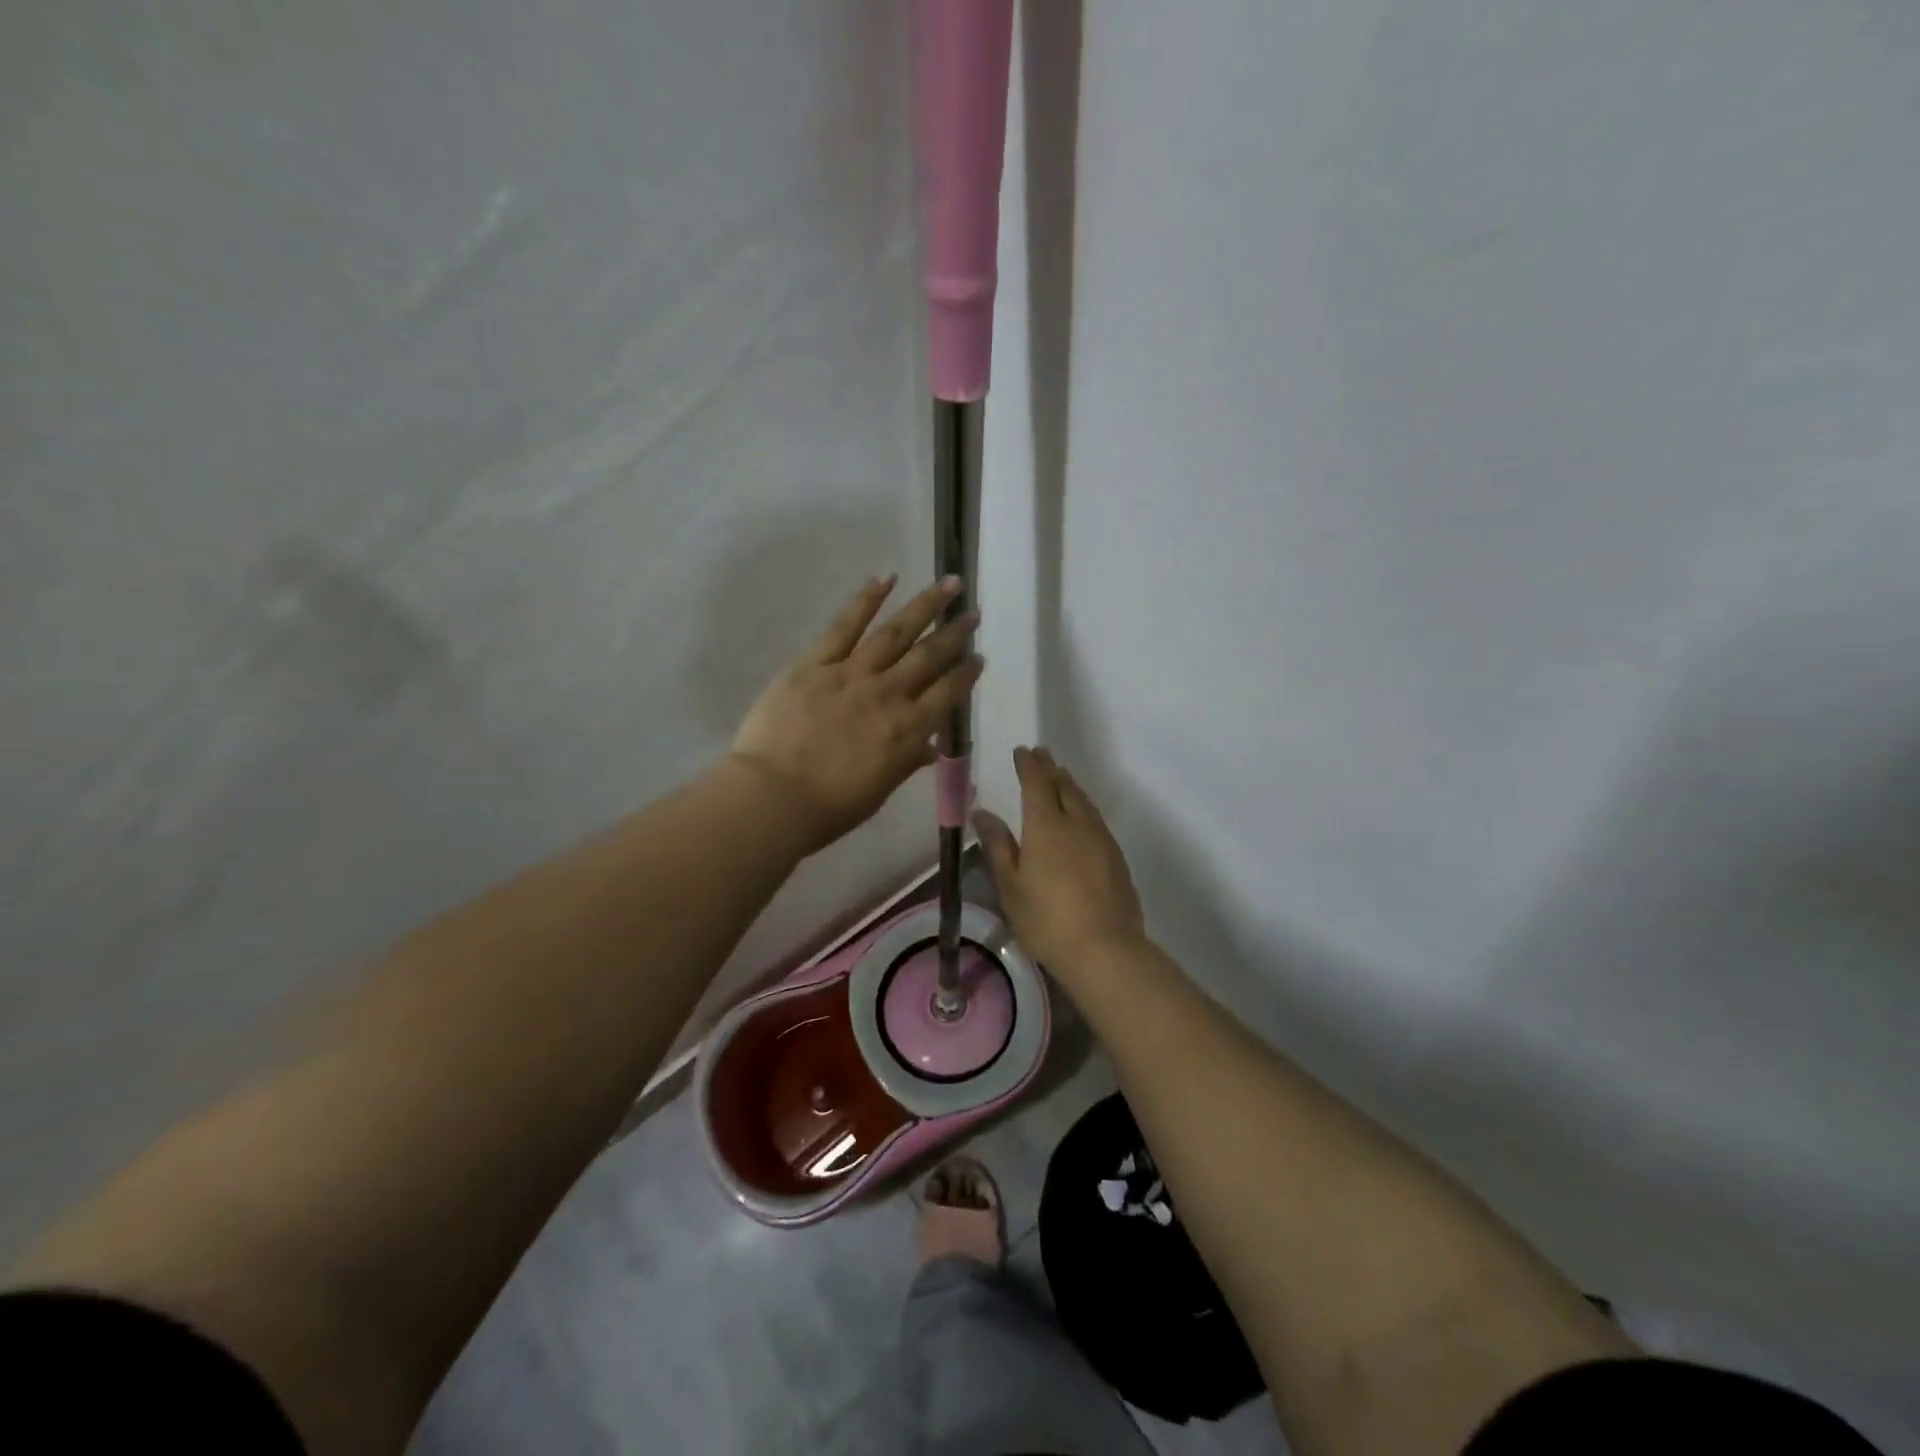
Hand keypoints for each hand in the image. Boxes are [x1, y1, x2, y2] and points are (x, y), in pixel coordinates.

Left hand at [732, 575, 982, 852]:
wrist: (773, 798)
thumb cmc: (828, 808)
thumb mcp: (879, 791)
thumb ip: (905, 762)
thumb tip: (928, 748)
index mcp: (907, 731)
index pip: (947, 694)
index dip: (966, 674)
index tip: (978, 657)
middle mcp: (888, 695)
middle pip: (929, 656)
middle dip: (954, 633)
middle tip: (973, 612)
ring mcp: (851, 674)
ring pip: (896, 632)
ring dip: (925, 605)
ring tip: (948, 584)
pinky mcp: (815, 663)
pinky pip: (845, 625)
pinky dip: (866, 599)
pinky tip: (886, 578)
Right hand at [974, 746, 1146, 973]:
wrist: (1105, 949)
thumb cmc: (1046, 919)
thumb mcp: (1010, 885)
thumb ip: (998, 845)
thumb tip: (983, 813)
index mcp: (1046, 825)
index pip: (1037, 783)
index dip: (1028, 765)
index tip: (1022, 751)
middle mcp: (1076, 823)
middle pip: (1064, 786)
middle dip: (1050, 768)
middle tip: (1041, 755)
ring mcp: (1101, 839)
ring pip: (1084, 801)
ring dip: (1070, 785)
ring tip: (1061, 778)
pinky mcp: (1116, 857)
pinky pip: (1096, 819)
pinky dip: (1084, 807)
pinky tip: (1081, 817)